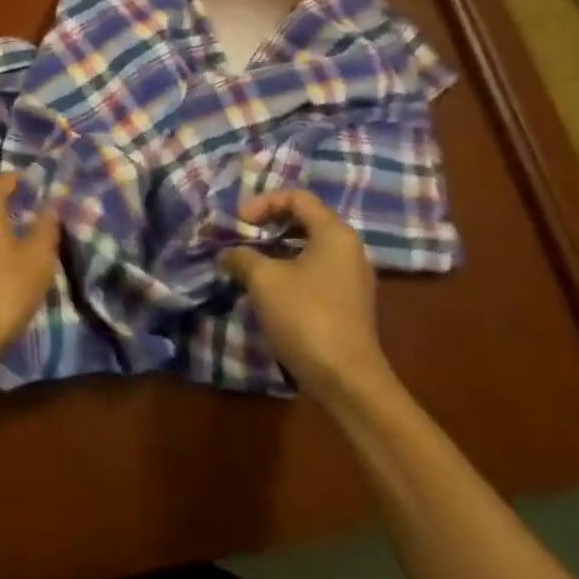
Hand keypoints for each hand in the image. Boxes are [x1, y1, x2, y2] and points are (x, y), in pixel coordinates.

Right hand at [219, 189, 392, 405]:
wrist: (347, 381)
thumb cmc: (306, 317)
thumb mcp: (263, 280)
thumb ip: (241, 256)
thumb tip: (226, 253)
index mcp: (334, 233)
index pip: (297, 197)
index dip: (263, 202)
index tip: (238, 221)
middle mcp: (349, 248)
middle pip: (304, 220)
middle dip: (268, 225)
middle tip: (241, 238)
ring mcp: (352, 277)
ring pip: (308, 248)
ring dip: (276, 249)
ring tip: (248, 263)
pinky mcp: (348, 303)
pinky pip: (315, 271)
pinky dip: (289, 270)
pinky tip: (268, 289)